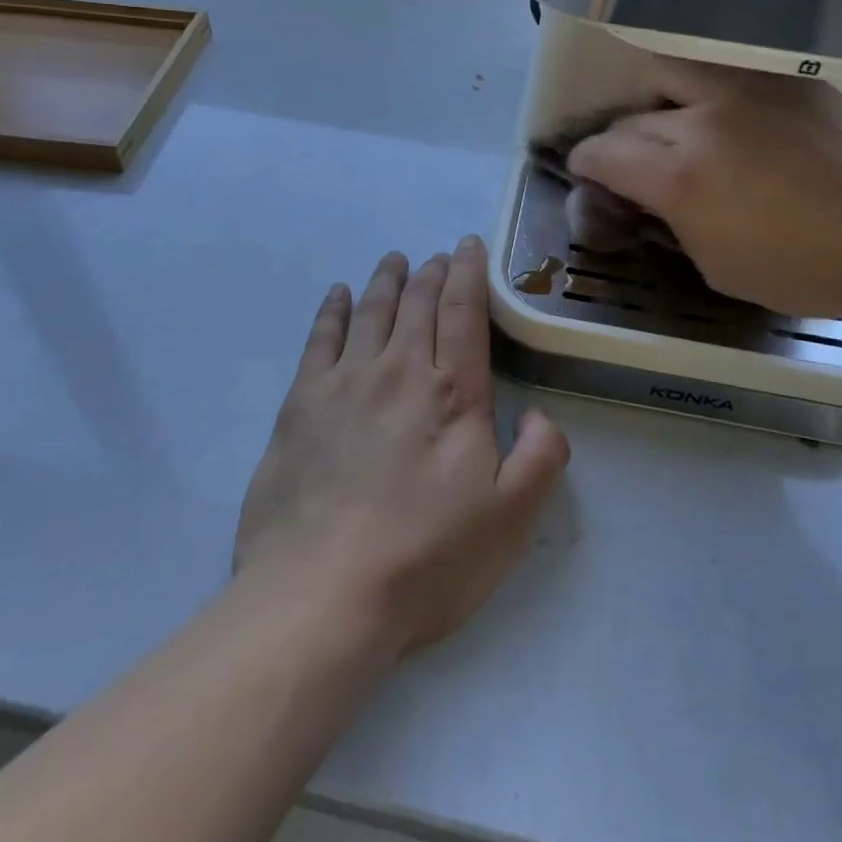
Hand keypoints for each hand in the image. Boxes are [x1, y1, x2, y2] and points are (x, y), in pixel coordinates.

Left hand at [234, 238, 570, 656]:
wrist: (321, 595)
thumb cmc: (425, 560)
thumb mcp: (511, 519)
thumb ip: (541, 456)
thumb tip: (538, 412)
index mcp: (453, 392)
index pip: (464, 311)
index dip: (468, 272)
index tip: (467, 246)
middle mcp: (400, 370)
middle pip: (417, 303)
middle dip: (431, 272)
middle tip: (437, 256)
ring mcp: (345, 382)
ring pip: (371, 311)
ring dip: (386, 280)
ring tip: (394, 260)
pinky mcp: (301, 404)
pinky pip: (320, 339)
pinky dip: (333, 309)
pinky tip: (339, 294)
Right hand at [566, 58, 841, 322]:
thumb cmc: (808, 269)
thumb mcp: (720, 268)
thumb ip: (674, 226)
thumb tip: (655, 202)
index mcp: (678, 177)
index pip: (602, 152)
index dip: (584, 163)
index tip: (585, 171)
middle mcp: (700, 121)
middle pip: (631, 117)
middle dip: (617, 141)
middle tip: (629, 161)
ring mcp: (745, 90)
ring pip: (669, 72)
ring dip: (654, 99)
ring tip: (669, 121)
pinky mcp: (785, 80)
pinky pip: (723, 73)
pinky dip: (703, 91)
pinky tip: (722, 114)